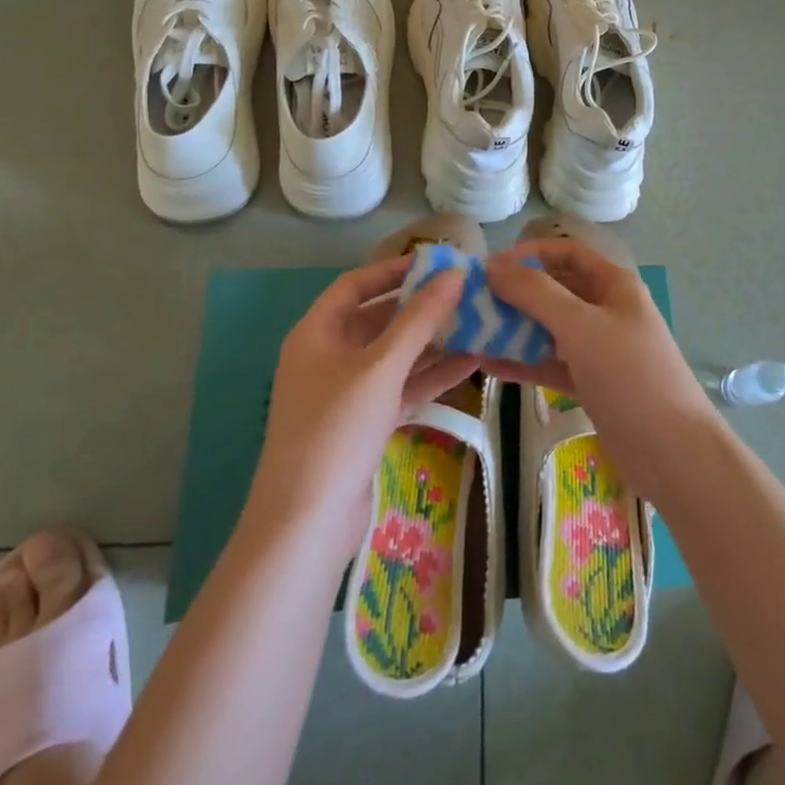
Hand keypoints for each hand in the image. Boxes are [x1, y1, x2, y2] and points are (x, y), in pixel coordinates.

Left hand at [247, 256, 468, 557]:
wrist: (307, 522)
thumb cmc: (337, 428)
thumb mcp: (382, 366)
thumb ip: (420, 319)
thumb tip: (455, 274)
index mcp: (317, 333)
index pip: (356, 285)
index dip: (394, 270)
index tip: (436, 262)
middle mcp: (328, 356)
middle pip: (378, 319)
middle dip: (420, 307)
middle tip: (466, 293)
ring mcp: (346, 393)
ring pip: (394, 356)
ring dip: (432, 342)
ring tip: (477, 323)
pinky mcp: (363, 425)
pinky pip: (400, 388)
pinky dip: (430, 376)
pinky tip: (471, 364)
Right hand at [487, 239, 718, 500]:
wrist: (673, 453)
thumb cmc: (630, 376)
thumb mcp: (581, 326)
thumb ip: (536, 294)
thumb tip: (492, 266)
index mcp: (614, 285)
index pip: (567, 253)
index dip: (530, 254)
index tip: (490, 267)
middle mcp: (606, 310)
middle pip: (555, 290)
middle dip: (516, 292)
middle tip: (473, 302)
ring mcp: (598, 349)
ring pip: (549, 328)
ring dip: (515, 328)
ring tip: (472, 331)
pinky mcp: (590, 383)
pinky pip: (550, 363)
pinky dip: (524, 361)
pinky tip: (489, 365)